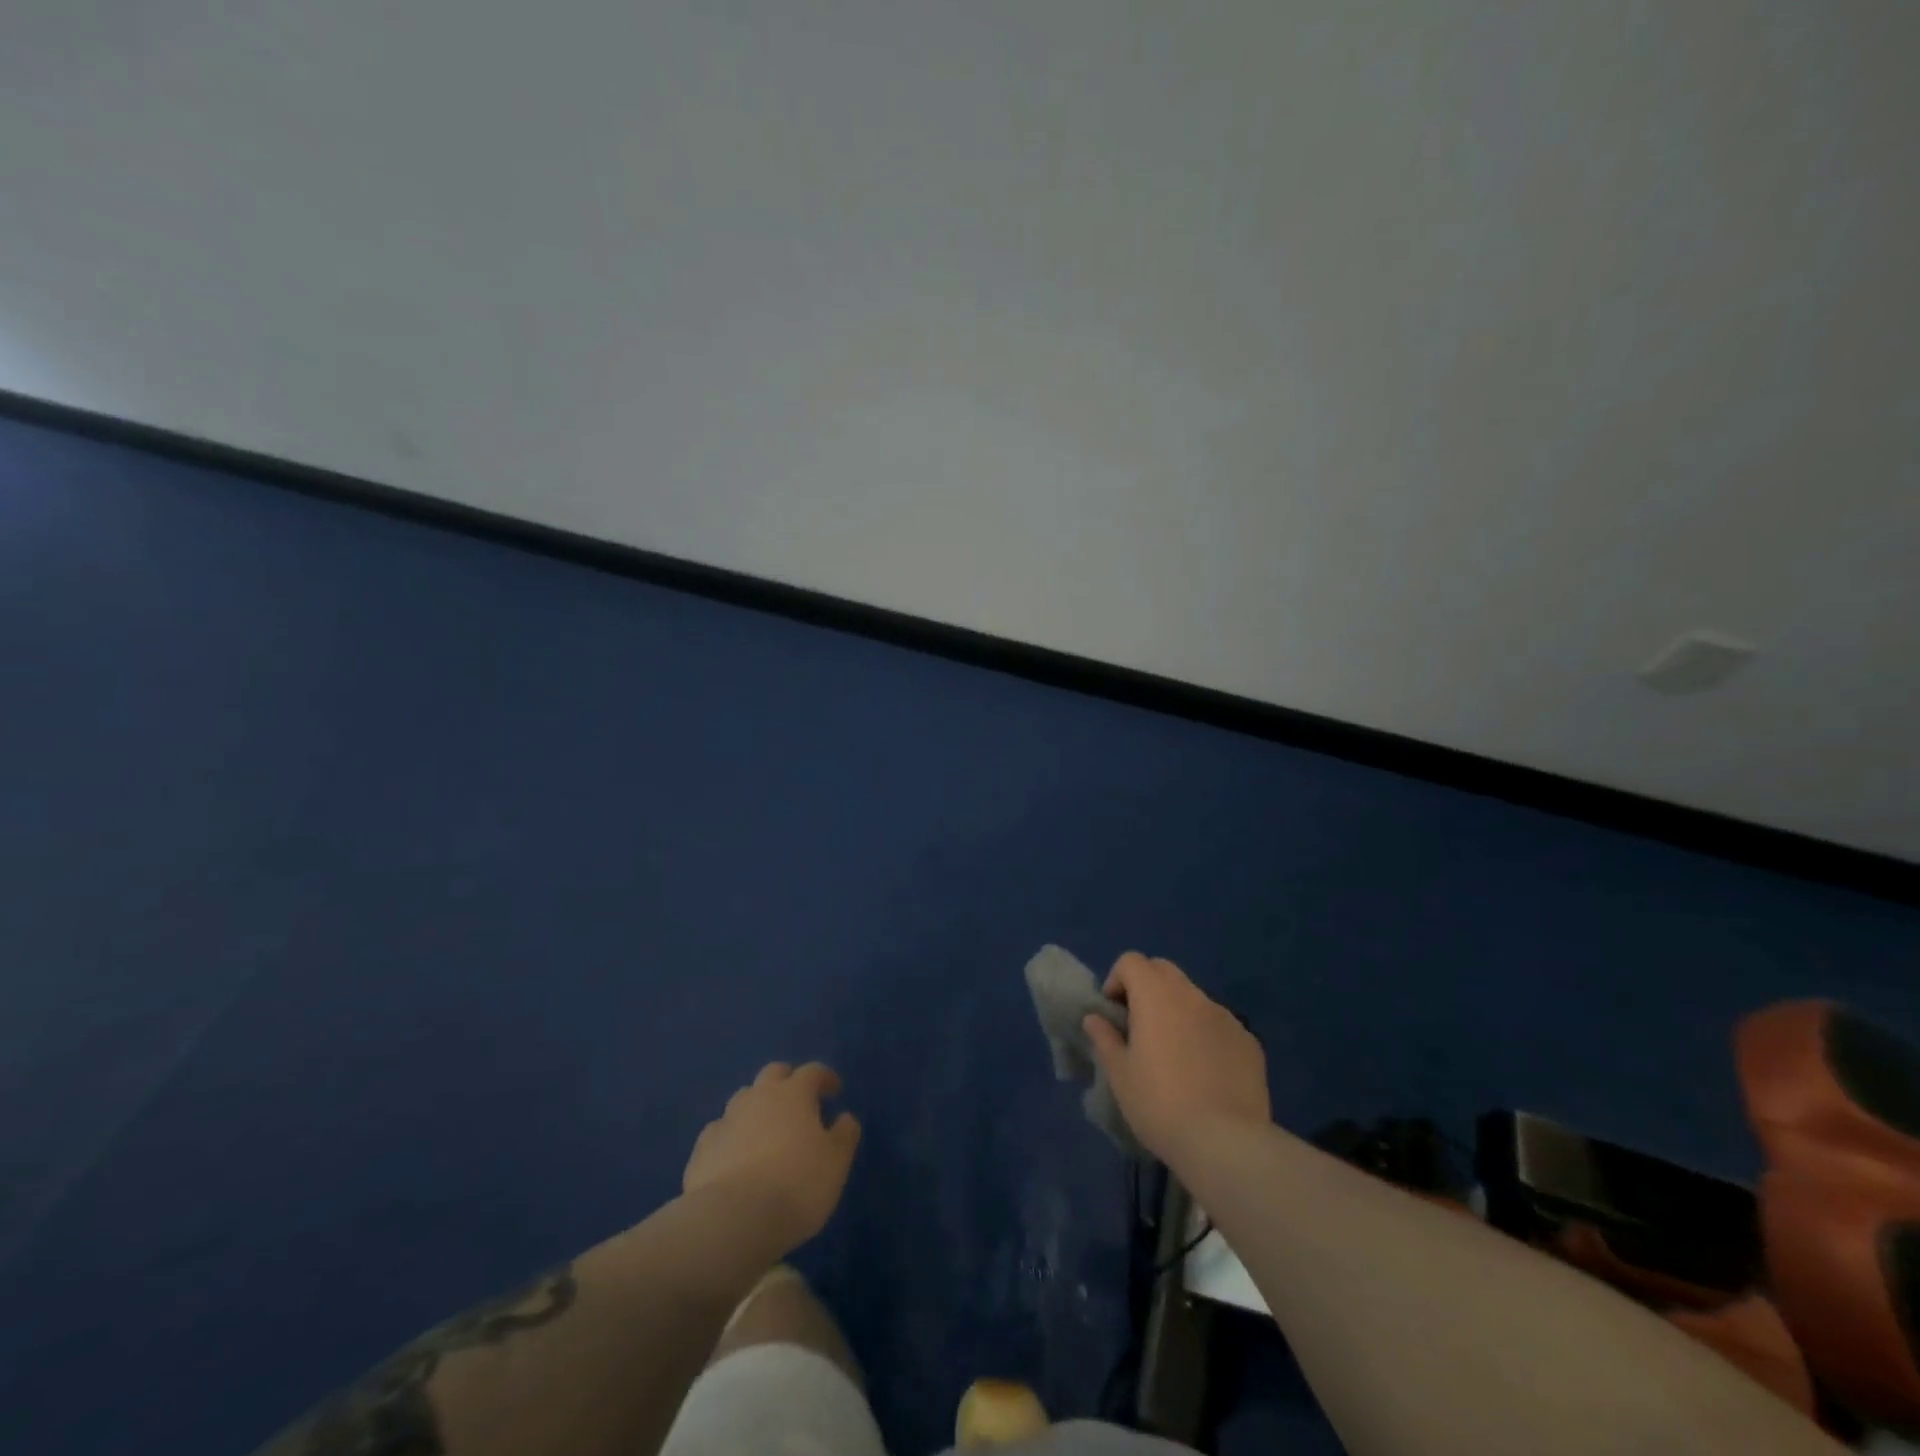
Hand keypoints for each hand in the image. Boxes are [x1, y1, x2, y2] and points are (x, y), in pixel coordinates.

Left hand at [682, 1062, 861, 1251]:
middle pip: (774, 1073)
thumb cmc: (796, 1185)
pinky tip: (735, 1157)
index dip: (825, 1078)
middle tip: (799, 1103)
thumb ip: (844, 1134)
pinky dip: (732, 1136)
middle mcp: (758, 1097)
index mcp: (794, 1093)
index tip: (835, 1090)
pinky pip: (720, 1132)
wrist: (732, 1221)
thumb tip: (845, 1117)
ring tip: (766, 1131)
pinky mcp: (702, 1149)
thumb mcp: (836, 1162)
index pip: (813, 1071)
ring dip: (757, 1107)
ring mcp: (726, 1120)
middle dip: (788, 1081)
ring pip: (744, 1099)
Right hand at [1083, 953, 1269, 1168]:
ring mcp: (1225, 1016)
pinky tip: (1206, 1073)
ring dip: (1177, 1011)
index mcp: (1156, 996)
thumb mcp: (1120, 1075)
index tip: (1114, 1013)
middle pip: (1164, 971)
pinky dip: (1206, 1034)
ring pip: (1193, 998)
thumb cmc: (1160, 1104)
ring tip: (1174, 1054)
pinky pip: (1219, 1025)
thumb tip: (1094, 1018)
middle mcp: (1192, 995)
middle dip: (1147, 987)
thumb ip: (1105, 1038)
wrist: (1226, 1143)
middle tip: (1139, 1026)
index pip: (1132, 961)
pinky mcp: (1249, 1041)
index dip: (1117, 980)